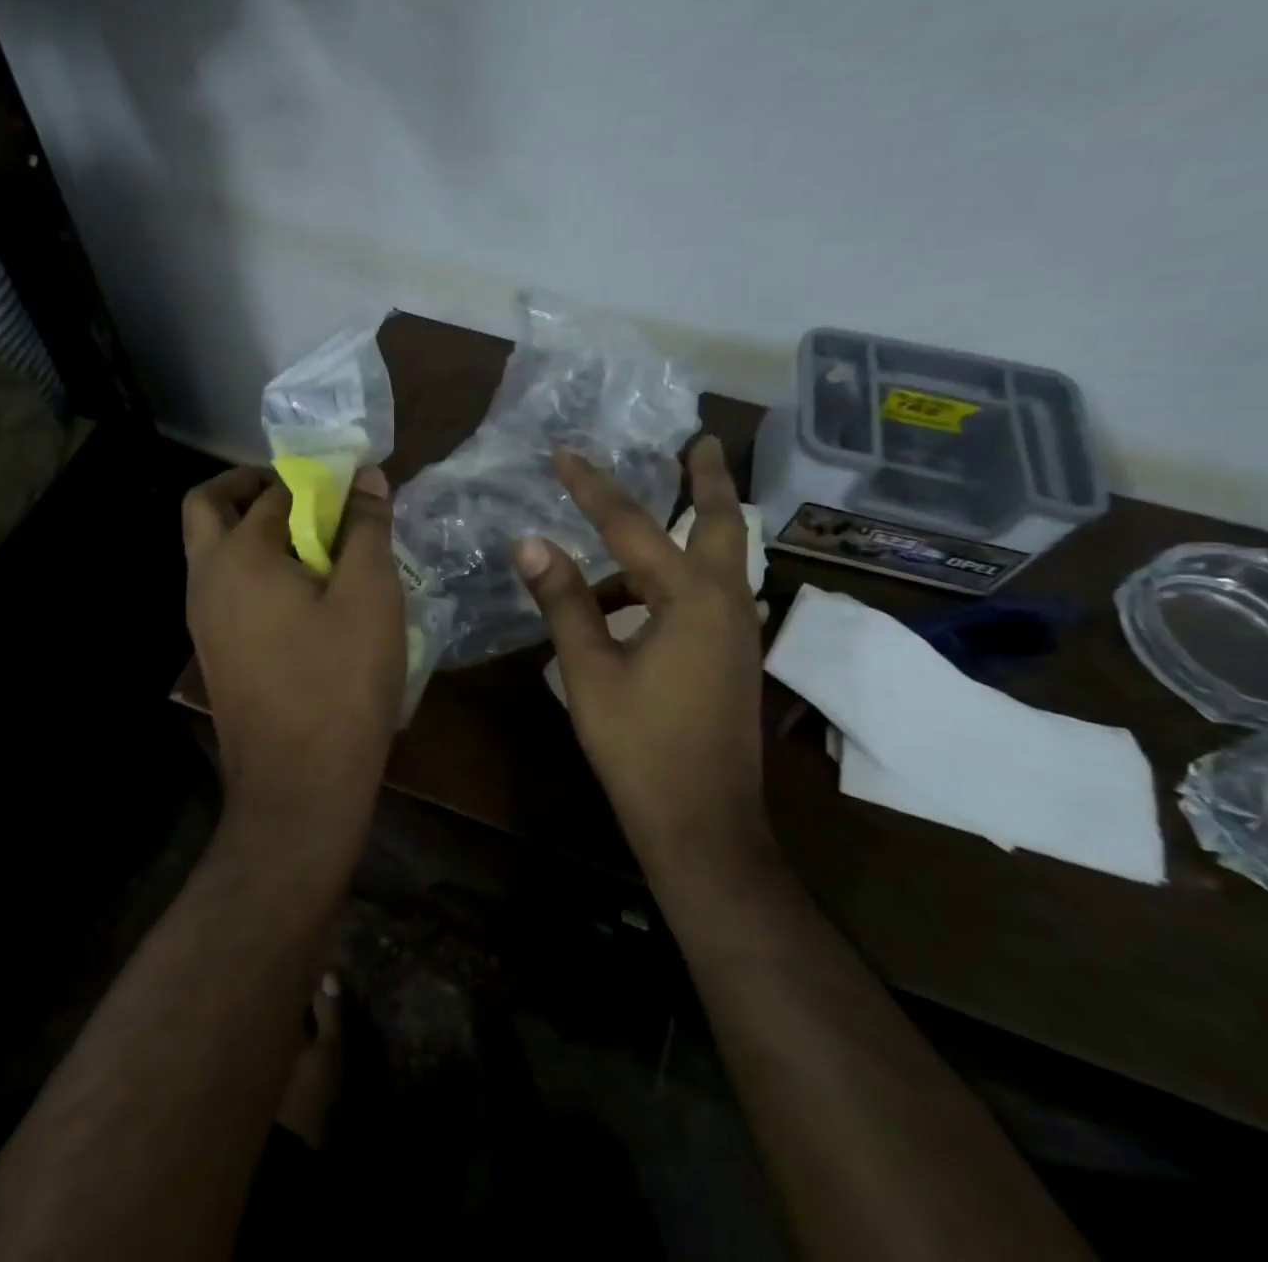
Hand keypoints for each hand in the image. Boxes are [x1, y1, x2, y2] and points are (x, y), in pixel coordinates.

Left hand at [183, 465, 405, 842]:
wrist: (299, 787)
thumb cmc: (340, 684)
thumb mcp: (370, 596)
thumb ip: (366, 529)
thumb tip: (364, 477)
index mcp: (238, 555)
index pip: (276, 490)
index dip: (318, 479)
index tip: (352, 485)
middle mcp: (206, 579)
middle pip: (210, 507)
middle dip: (254, 487)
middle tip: (308, 497)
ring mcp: (202, 619)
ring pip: (213, 549)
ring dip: (252, 530)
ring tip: (315, 545)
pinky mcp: (214, 650)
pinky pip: (225, 587)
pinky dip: (253, 568)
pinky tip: (303, 594)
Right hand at [515, 440, 770, 879]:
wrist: (703, 827)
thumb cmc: (640, 749)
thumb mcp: (590, 672)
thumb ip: (564, 602)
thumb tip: (529, 543)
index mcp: (690, 600)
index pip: (631, 526)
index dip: (593, 488)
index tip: (564, 454)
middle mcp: (726, 604)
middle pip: (721, 524)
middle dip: (709, 479)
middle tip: (704, 440)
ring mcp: (738, 633)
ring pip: (720, 560)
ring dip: (691, 529)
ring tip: (638, 523)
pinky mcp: (734, 658)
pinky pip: (711, 595)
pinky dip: (680, 577)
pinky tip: (639, 596)